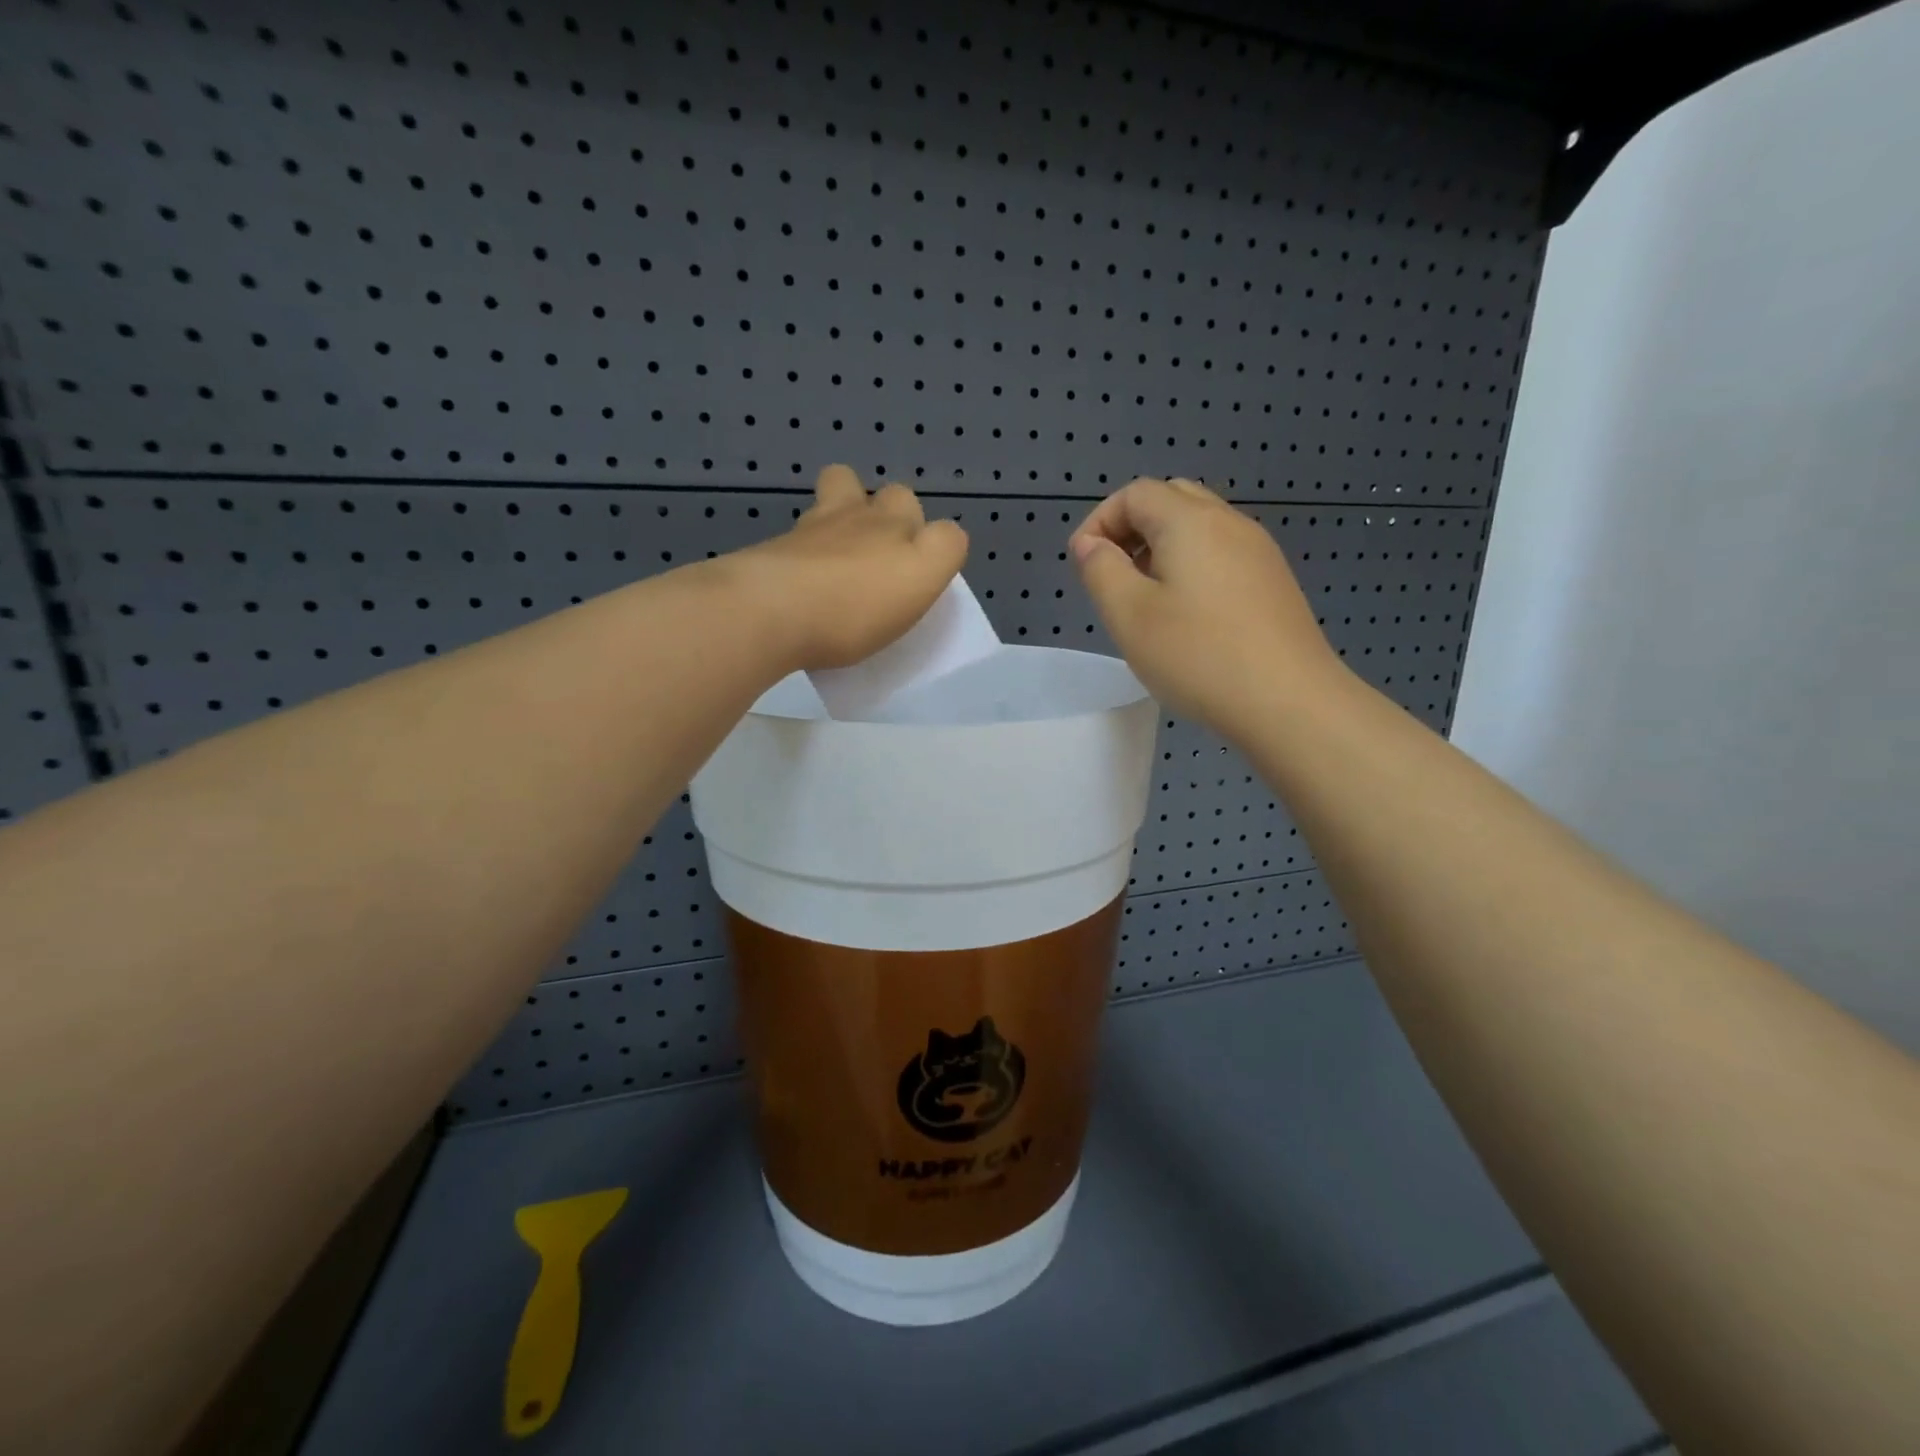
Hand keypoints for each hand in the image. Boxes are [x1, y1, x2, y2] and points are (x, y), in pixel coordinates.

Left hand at [734, 465, 968, 671]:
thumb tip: (943, 534)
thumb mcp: (922, 576)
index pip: (913, 505)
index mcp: (891, 521)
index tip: (916, 571)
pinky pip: (793, 543)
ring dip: (833, 520)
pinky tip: (804, 586)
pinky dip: (803, 556)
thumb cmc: (856, 603)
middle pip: (859, 487)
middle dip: (869, 509)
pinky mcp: (770, 555)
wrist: (770, 612)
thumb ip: (944, 548)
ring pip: (823, 505)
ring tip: (837, 562)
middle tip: (874, 556)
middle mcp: (848, 515)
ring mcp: (804, 531)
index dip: (922, 534)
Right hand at [1070, 478, 1340, 740]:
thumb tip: (1091, 543)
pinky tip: (1187, 617)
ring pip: (1199, 528)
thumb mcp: (1130, 615)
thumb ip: (1101, 570)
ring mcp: (1259, 552)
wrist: (1289, 702)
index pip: (1135, 493)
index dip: (1100, 520)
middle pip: (1171, 500)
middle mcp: (1229, 523)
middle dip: (1131, 529)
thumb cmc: (1199, 656)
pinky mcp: (1273, 582)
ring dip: (1162, 549)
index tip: (1084, 565)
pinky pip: (1222, 555)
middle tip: (1114, 577)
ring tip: (1146, 601)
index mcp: (1190, 521)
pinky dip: (1192, 567)